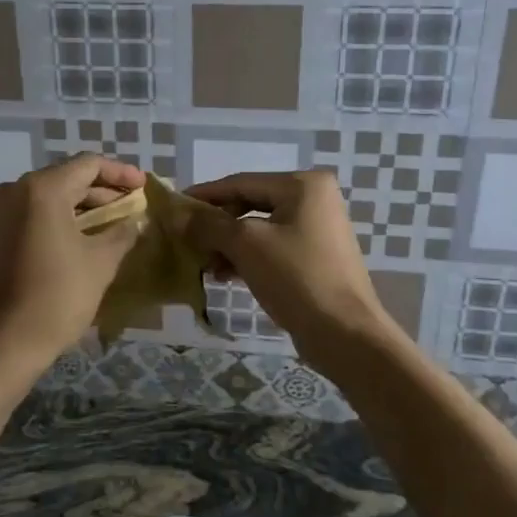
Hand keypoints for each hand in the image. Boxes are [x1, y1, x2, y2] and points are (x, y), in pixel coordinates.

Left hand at [0, 153, 145, 364]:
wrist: (4, 342)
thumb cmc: (57, 296)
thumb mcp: (100, 263)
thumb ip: (122, 233)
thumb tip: (135, 221)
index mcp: (42, 189)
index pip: (89, 165)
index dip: (120, 173)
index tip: (144, 187)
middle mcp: (17, 190)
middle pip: (68, 177)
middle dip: (103, 189)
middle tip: (133, 205)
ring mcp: (2, 212)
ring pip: (51, 196)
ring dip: (84, 205)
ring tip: (115, 221)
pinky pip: (36, 213)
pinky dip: (63, 218)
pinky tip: (86, 235)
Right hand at [182, 171, 401, 369]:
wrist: (344, 333)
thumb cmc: (296, 278)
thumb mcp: (246, 245)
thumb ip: (208, 225)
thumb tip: (176, 213)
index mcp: (303, 185)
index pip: (240, 183)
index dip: (204, 196)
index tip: (172, 208)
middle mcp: (313, 199)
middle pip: (250, 204)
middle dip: (216, 225)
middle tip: (186, 242)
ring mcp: (317, 228)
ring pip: (259, 228)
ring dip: (228, 245)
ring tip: (204, 266)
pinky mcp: (315, 256)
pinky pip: (272, 247)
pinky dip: (247, 258)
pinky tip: (225, 276)